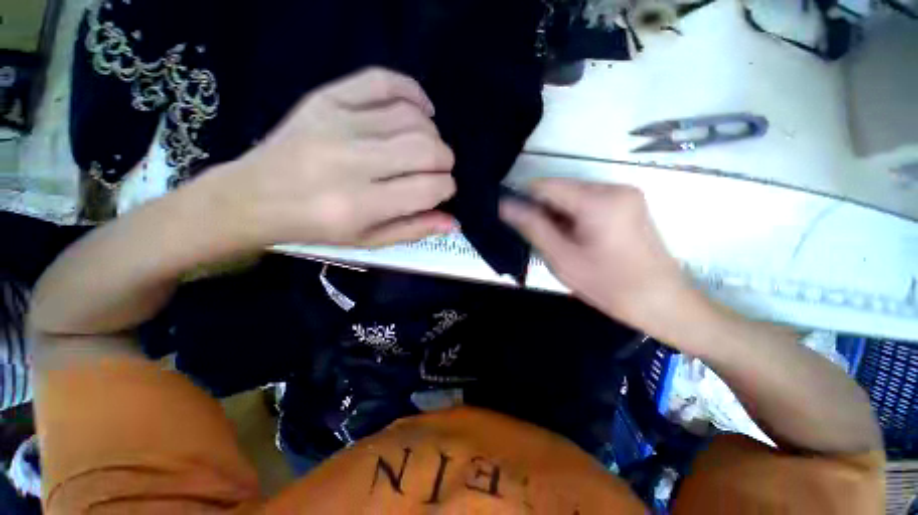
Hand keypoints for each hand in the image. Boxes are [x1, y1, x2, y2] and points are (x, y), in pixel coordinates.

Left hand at [212, 68, 456, 247]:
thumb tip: (454, 221)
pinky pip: (382, 82)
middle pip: (425, 149)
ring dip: (433, 134)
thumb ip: (413, 230)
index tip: (443, 191)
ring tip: (427, 147)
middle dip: (445, 161)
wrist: (254, 196)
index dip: (447, 188)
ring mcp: (338, 123)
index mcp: (361, 204)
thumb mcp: (368, 240)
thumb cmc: (316, 227)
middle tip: (440, 170)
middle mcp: (352, 161)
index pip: (428, 188)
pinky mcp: (326, 98)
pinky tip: (423, 109)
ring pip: (411, 118)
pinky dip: (412, 92)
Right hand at [500, 178, 697, 329]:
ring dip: (558, 215)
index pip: (545, 185)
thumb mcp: (562, 258)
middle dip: (543, 210)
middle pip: (561, 189)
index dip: (523, 199)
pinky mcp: (629, 204)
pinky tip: (575, 239)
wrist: (663, 303)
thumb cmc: (609, 285)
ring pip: (573, 196)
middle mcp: (613, 187)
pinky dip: (574, 217)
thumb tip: (504, 205)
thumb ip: (532, 226)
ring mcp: (625, 194)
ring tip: (559, 243)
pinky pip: (588, 202)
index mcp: (597, 200)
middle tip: (539, 239)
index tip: (513, 219)